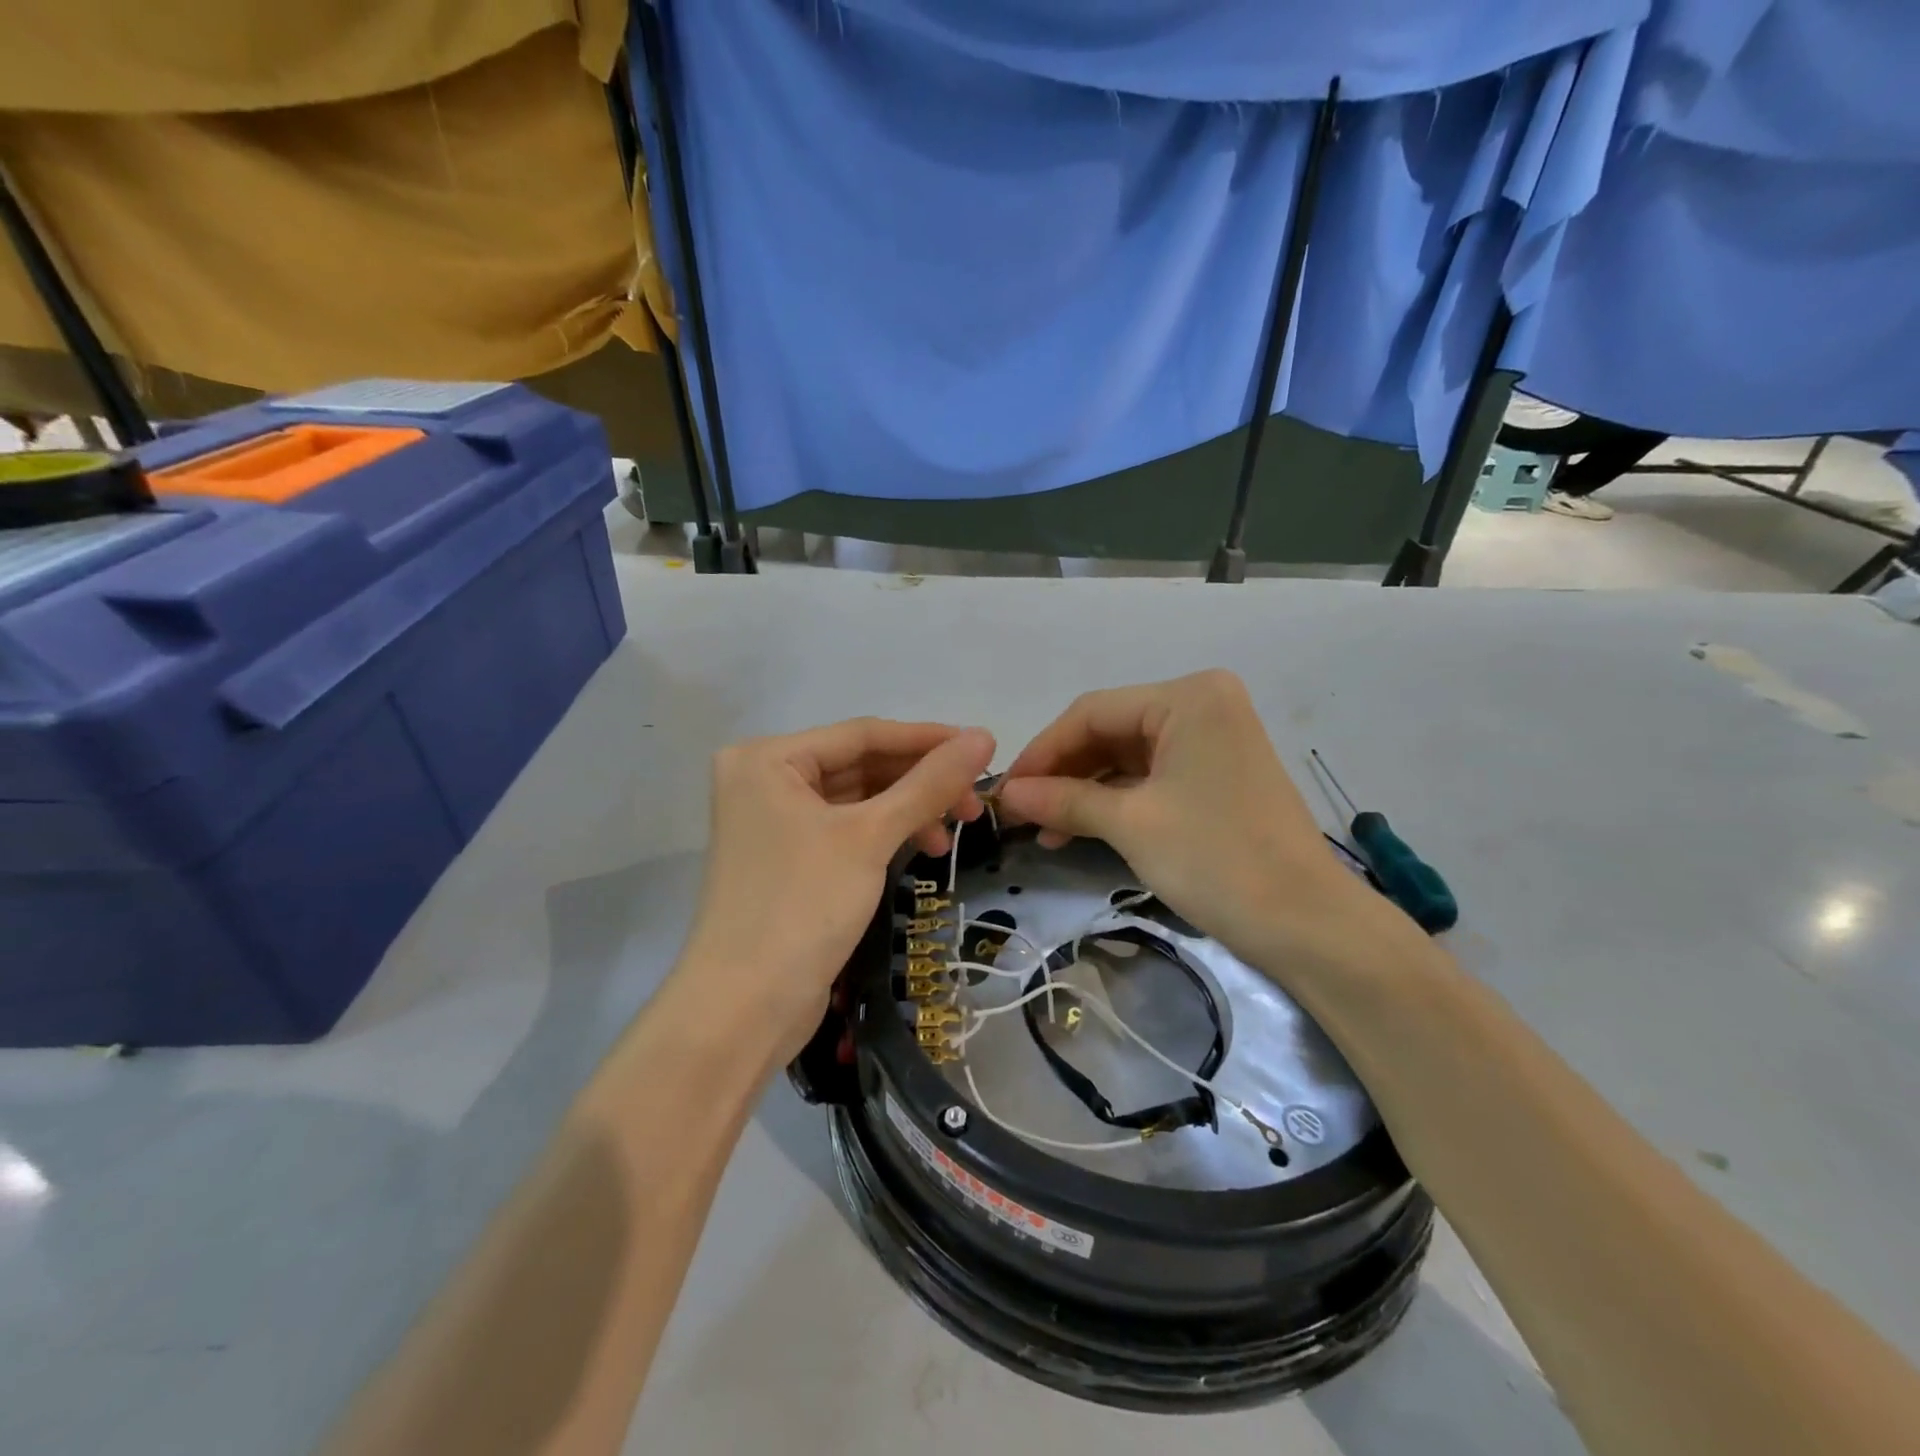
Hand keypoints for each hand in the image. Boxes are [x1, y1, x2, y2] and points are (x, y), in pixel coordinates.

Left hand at [677, 719, 996, 1066]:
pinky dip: (886, 835)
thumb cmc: (802, 907)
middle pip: (860, 765)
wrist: (744, 1009)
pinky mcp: (789, 859)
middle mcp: (765, 780)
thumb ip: (928, 784)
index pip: (861, 734)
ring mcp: (775, 822)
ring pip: (858, 799)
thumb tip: (984, 737)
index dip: (927, 739)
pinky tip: (921, 849)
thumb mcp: (870, 838)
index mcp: (768, 759)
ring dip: (908, 811)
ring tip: (951, 836)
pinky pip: (847, 829)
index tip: (983, 746)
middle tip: (973, 804)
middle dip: (920, 782)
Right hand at [995, 671, 1393, 977]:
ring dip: (1084, 792)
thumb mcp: (1132, 825)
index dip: (1042, 751)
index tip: (1005, 790)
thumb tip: (1007, 794)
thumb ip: (1064, 801)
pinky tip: (1080, 830)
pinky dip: (1115, 802)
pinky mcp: (1217, 775)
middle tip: (1020, 813)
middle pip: (1110, 731)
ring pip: (1127, 757)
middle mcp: (1203, 705)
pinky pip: (1151, 777)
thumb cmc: (1217, 860)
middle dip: (1062, 773)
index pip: (1092, 712)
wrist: (1308, 925)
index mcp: (1188, 697)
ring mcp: (1213, 740)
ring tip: (1044, 831)